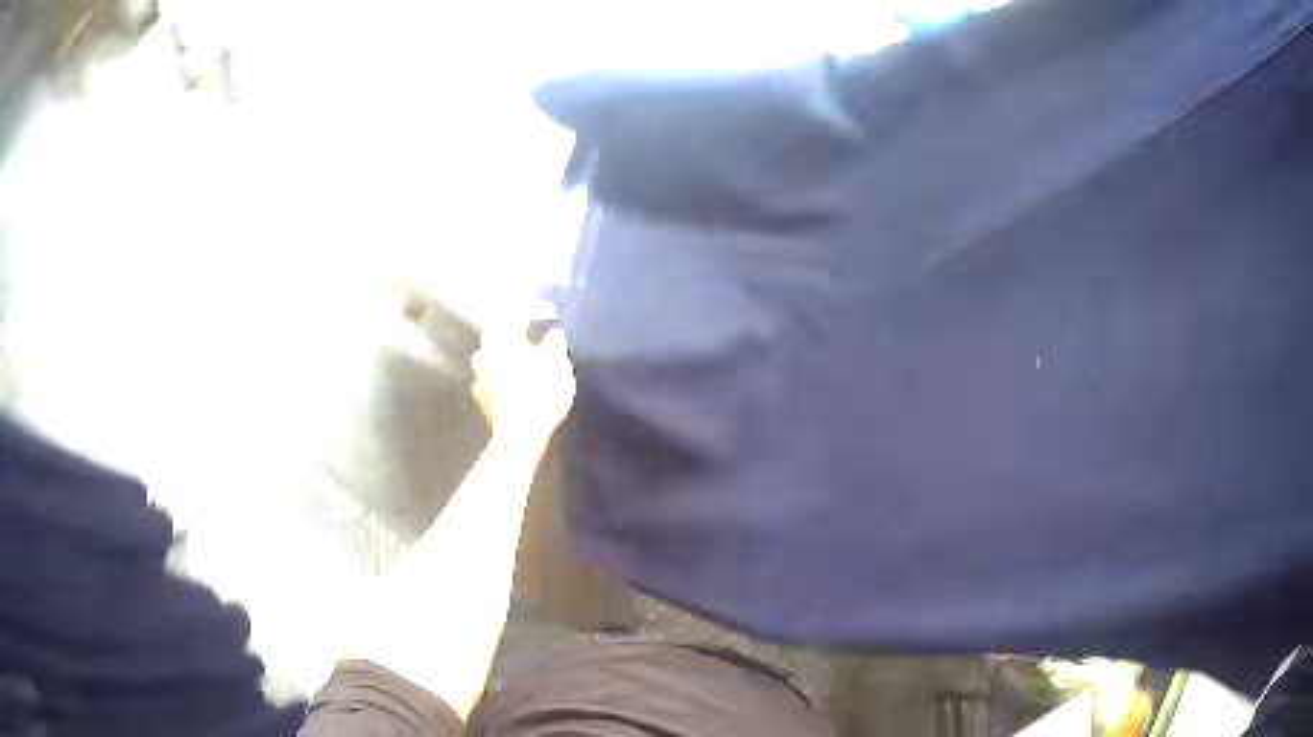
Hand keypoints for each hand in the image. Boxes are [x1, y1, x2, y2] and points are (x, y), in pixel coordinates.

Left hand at [472, 313, 575, 450]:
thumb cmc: (541, 399)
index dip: (534, 308)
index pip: (517, 313)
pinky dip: (498, 370)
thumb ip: (555, 347)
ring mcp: (480, 374)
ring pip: (488, 351)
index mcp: (506, 340)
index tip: (549, 311)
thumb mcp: (558, 370)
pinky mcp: (480, 394)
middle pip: (497, 330)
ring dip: (503, 348)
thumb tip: (553, 335)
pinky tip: (507, 377)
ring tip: (519, 351)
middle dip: (512, 325)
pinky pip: (487, 373)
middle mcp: (488, 353)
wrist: (519, 437)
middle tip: (530, 327)